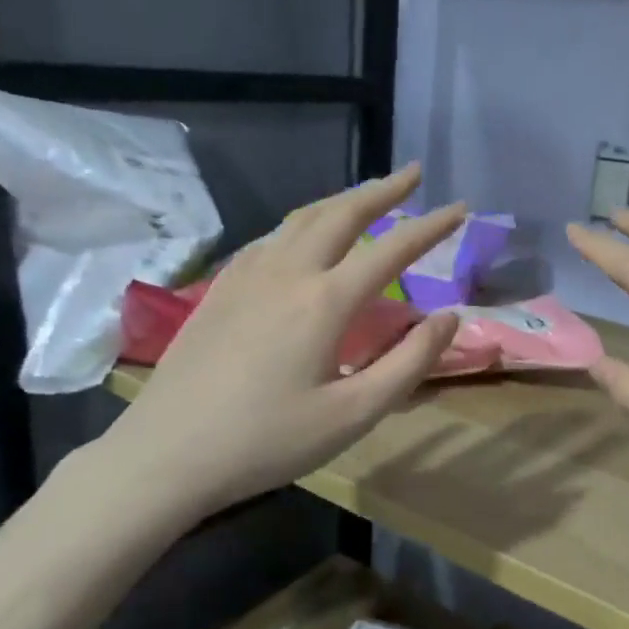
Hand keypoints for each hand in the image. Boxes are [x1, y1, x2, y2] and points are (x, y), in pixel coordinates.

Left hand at [103, 164, 464, 523]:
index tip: (460, 207)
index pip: (391, 249)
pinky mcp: (220, 290)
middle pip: (341, 214)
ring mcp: (247, 276)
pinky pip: (270, 238)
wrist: (167, 454)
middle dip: (382, 190)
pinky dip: (302, 223)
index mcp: (325, 301)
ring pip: (301, 219)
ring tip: (366, 195)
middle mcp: (287, 273)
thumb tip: (448, 317)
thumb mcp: (354, 414)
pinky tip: (303, 237)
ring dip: (341, 200)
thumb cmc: (268, 441)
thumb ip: (408, 363)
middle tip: (412, 174)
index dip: (430, 226)